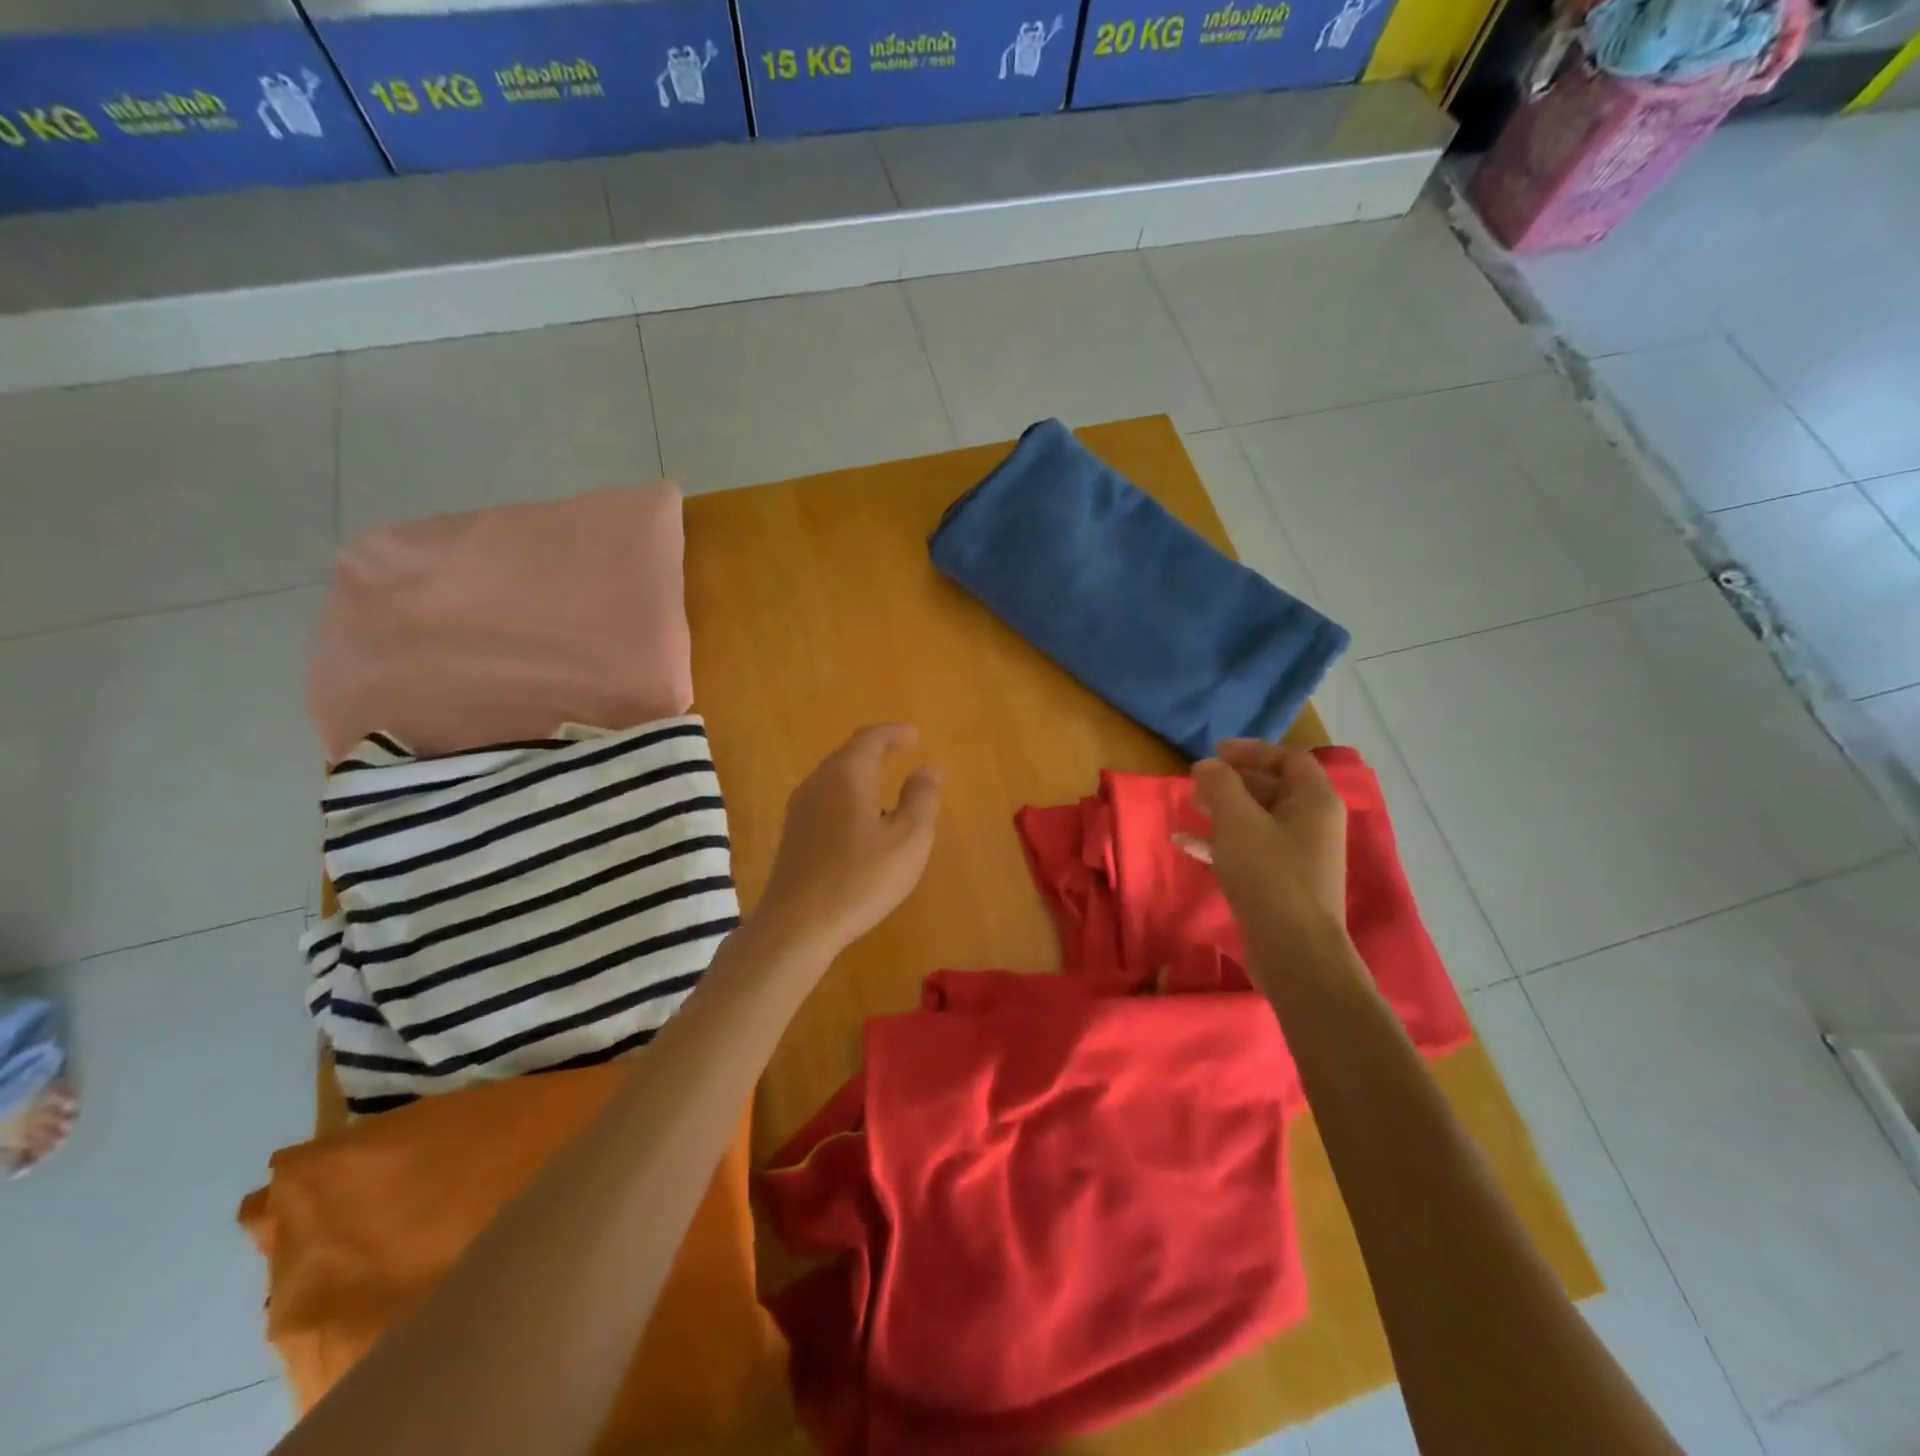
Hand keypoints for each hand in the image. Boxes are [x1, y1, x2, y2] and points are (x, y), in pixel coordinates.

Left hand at [756, 724, 941, 953]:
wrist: (796, 925)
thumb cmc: (860, 878)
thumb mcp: (908, 840)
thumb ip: (922, 799)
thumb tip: (927, 769)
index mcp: (847, 775)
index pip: (870, 739)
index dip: (894, 733)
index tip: (915, 735)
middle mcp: (818, 783)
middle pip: (848, 755)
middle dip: (876, 750)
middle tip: (901, 750)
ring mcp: (800, 810)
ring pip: (834, 778)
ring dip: (861, 775)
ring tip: (886, 788)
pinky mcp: (793, 836)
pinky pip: (825, 801)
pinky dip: (848, 797)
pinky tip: (861, 823)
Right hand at [1190, 741, 1346, 935]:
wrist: (1294, 950)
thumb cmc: (1269, 873)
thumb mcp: (1237, 820)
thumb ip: (1220, 784)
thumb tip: (1207, 765)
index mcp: (1314, 801)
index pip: (1288, 758)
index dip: (1252, 750)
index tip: (1214, 751)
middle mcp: (1313, 824)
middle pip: (1273, 788)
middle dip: (1232, 781)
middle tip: (1198, 782)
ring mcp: (1299, 856)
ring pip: (1258, 820)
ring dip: (1224, 810)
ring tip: (1190, 807)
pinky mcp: (1282, 884)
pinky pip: (1251, 850)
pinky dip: (1222, 842)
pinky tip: (1187, 845)